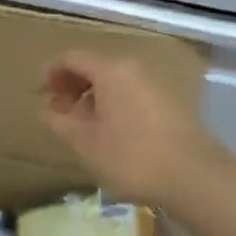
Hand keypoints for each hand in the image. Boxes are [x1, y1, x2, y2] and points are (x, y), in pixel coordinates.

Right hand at [40, 50, 221, 207]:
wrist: (195, 177)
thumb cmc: (132, 157)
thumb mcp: (85, 143)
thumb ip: (61, 121)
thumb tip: (49, 109)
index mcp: (110, 70)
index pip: (72, 58)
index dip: (51, 73)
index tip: (40, 96)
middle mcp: (133, 68)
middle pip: (94, 66)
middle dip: (72, 86)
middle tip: (58, 112)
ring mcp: (155, 83)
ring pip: (114, 81)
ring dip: (93, 97)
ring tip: (82, 126)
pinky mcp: (170, 102)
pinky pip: (131, 92)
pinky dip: (114, 104)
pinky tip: (110, 132)